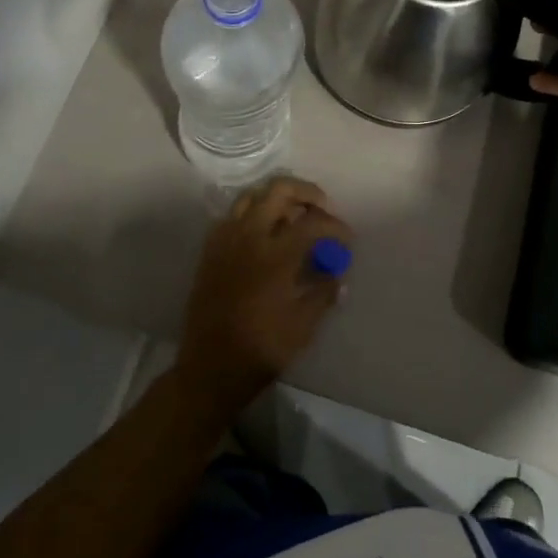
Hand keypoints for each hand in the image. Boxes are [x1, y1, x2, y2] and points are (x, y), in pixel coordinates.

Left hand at [174, 177, 353, 418]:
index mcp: (275, 255)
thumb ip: (324, 291)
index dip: (335, 226)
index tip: (346, 238)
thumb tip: (338, 272)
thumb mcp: (303, 325)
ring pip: (252, 195)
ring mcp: (226, 239)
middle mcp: (248, 236)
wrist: (211, 367)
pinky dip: (252, 213)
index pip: (312, 222)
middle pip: (279, 190)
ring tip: (294, 215)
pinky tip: (264, 233)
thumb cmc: (262, 349)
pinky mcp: (211, 249)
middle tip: (322, 208)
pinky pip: (233, 215)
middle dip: (306, 193)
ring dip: (277, 198)